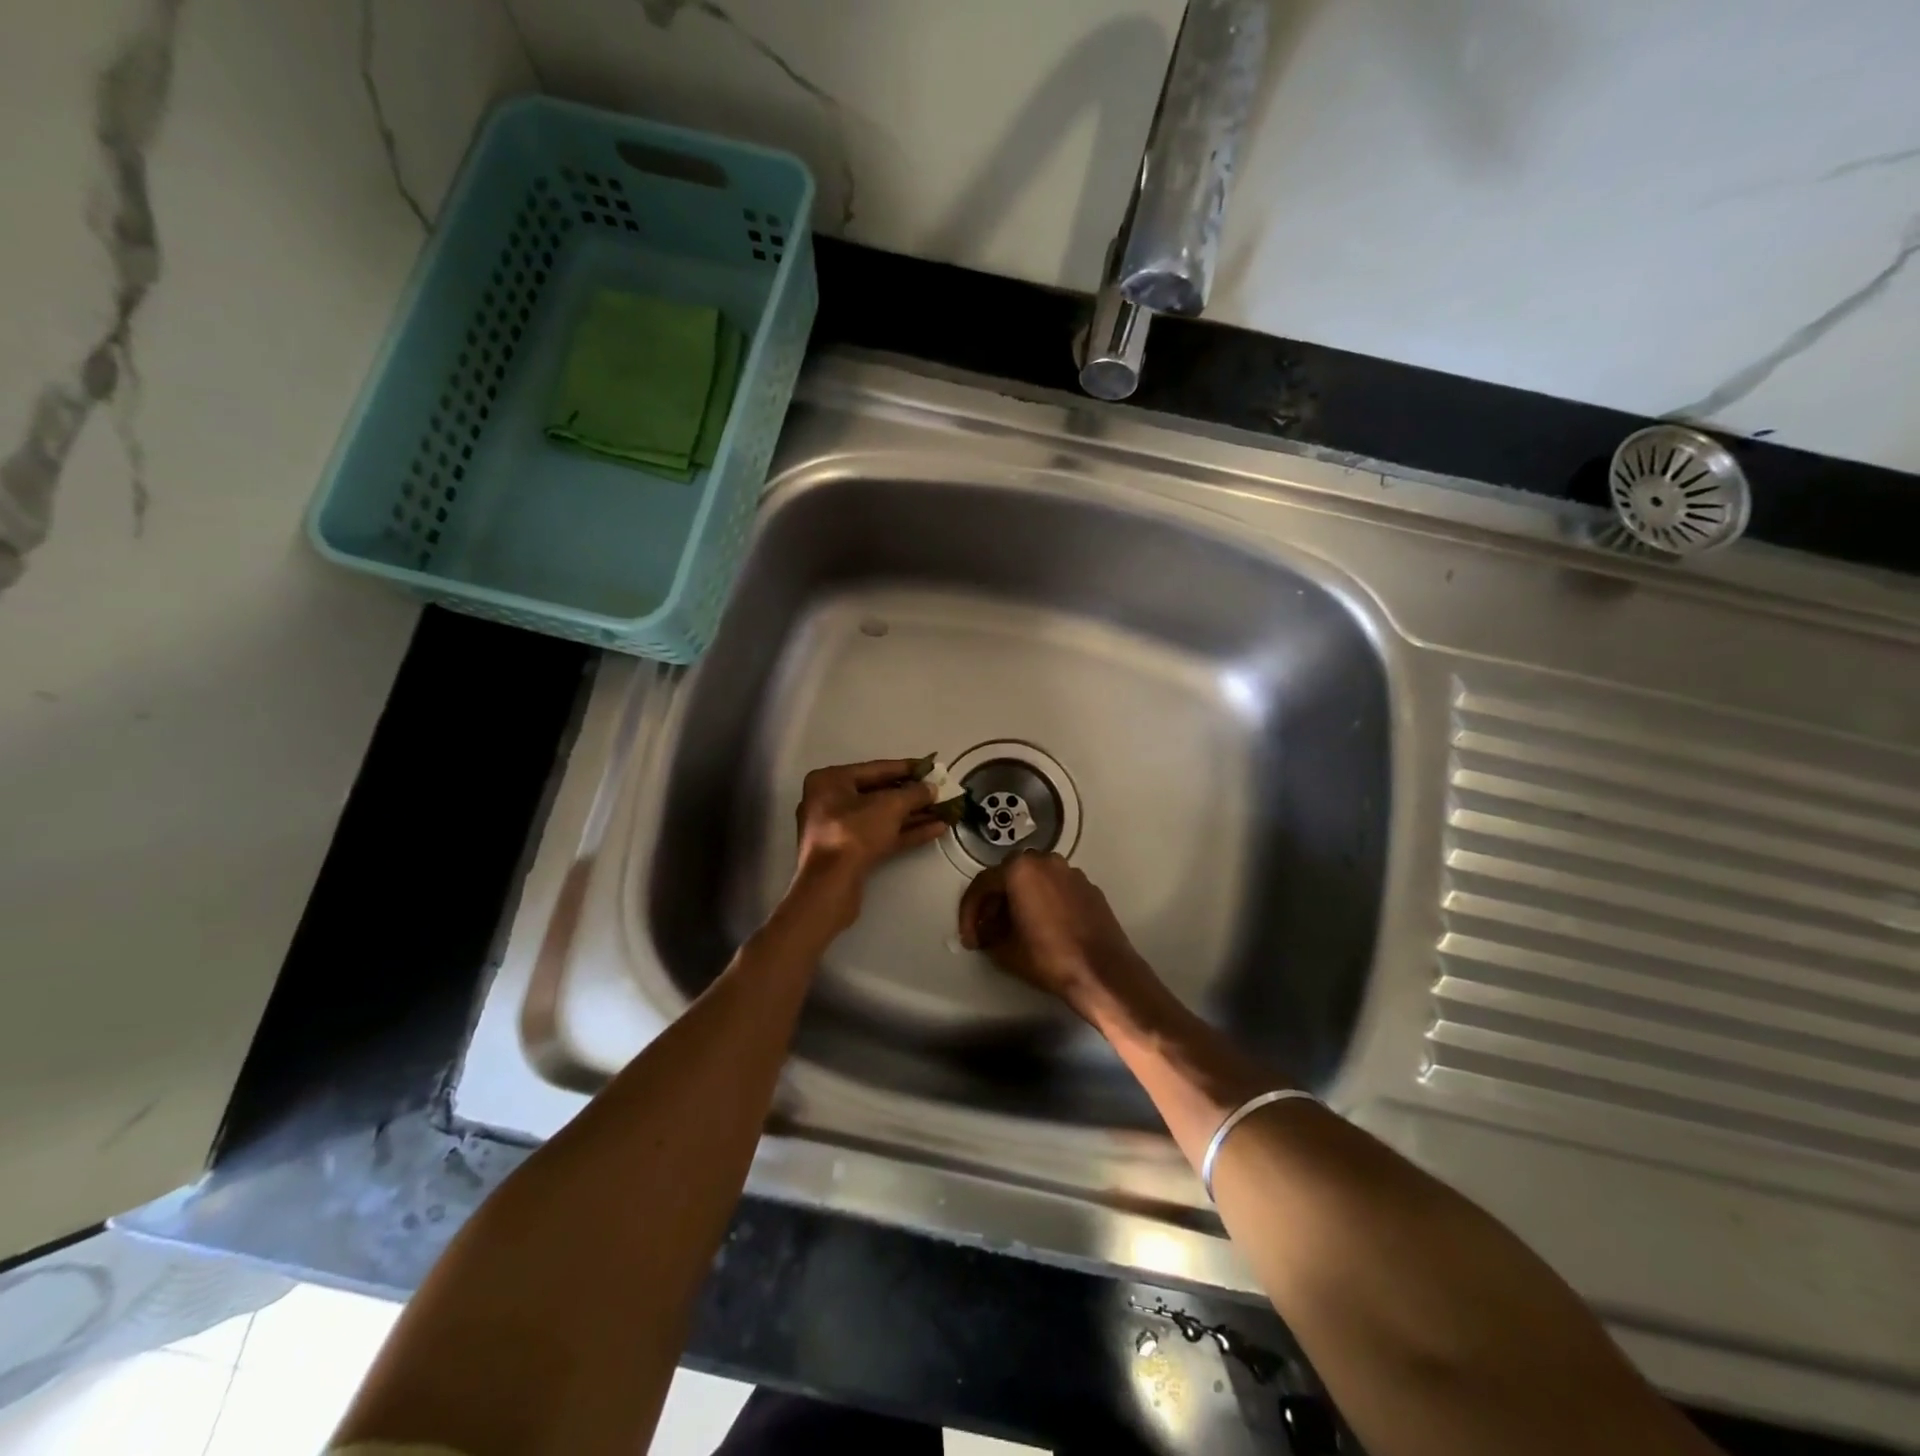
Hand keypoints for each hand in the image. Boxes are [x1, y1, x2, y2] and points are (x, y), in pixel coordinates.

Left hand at [790, 759, 947, 928]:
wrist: (830, 884)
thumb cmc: (854, 832)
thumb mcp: (889, 806)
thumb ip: (914, 793)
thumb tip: (932, 788)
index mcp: (831, 781)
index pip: (876, 769)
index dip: (908, 768)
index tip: (932, 767)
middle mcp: (830, 801)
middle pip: (879, 794)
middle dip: (913, 796)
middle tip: (941, 792)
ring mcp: (838, 829)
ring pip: (882, 817)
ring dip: (914, 815)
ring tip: (945, 812)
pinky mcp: (849, 853)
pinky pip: (880, 835)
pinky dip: (905, 832)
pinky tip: (935, 829)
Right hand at [957, 851, 1155, 1023]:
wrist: (1103, 972)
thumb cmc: (1049, 957)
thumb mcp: (1006, 951)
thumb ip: (988, 935)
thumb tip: (987, 933)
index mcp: (1021, 869)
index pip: (983, 884)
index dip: (970, 912)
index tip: (969, 939)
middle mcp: (1046, 861)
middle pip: (1009, 876)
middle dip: (994, 903)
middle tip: (988, 930)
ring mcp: (1071, 872)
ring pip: (1034, 880)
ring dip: (1019, 900)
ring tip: (1014, 929)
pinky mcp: (1089, 887)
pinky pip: (1056, 888)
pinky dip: (1043, 901)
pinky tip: (1043, 927)